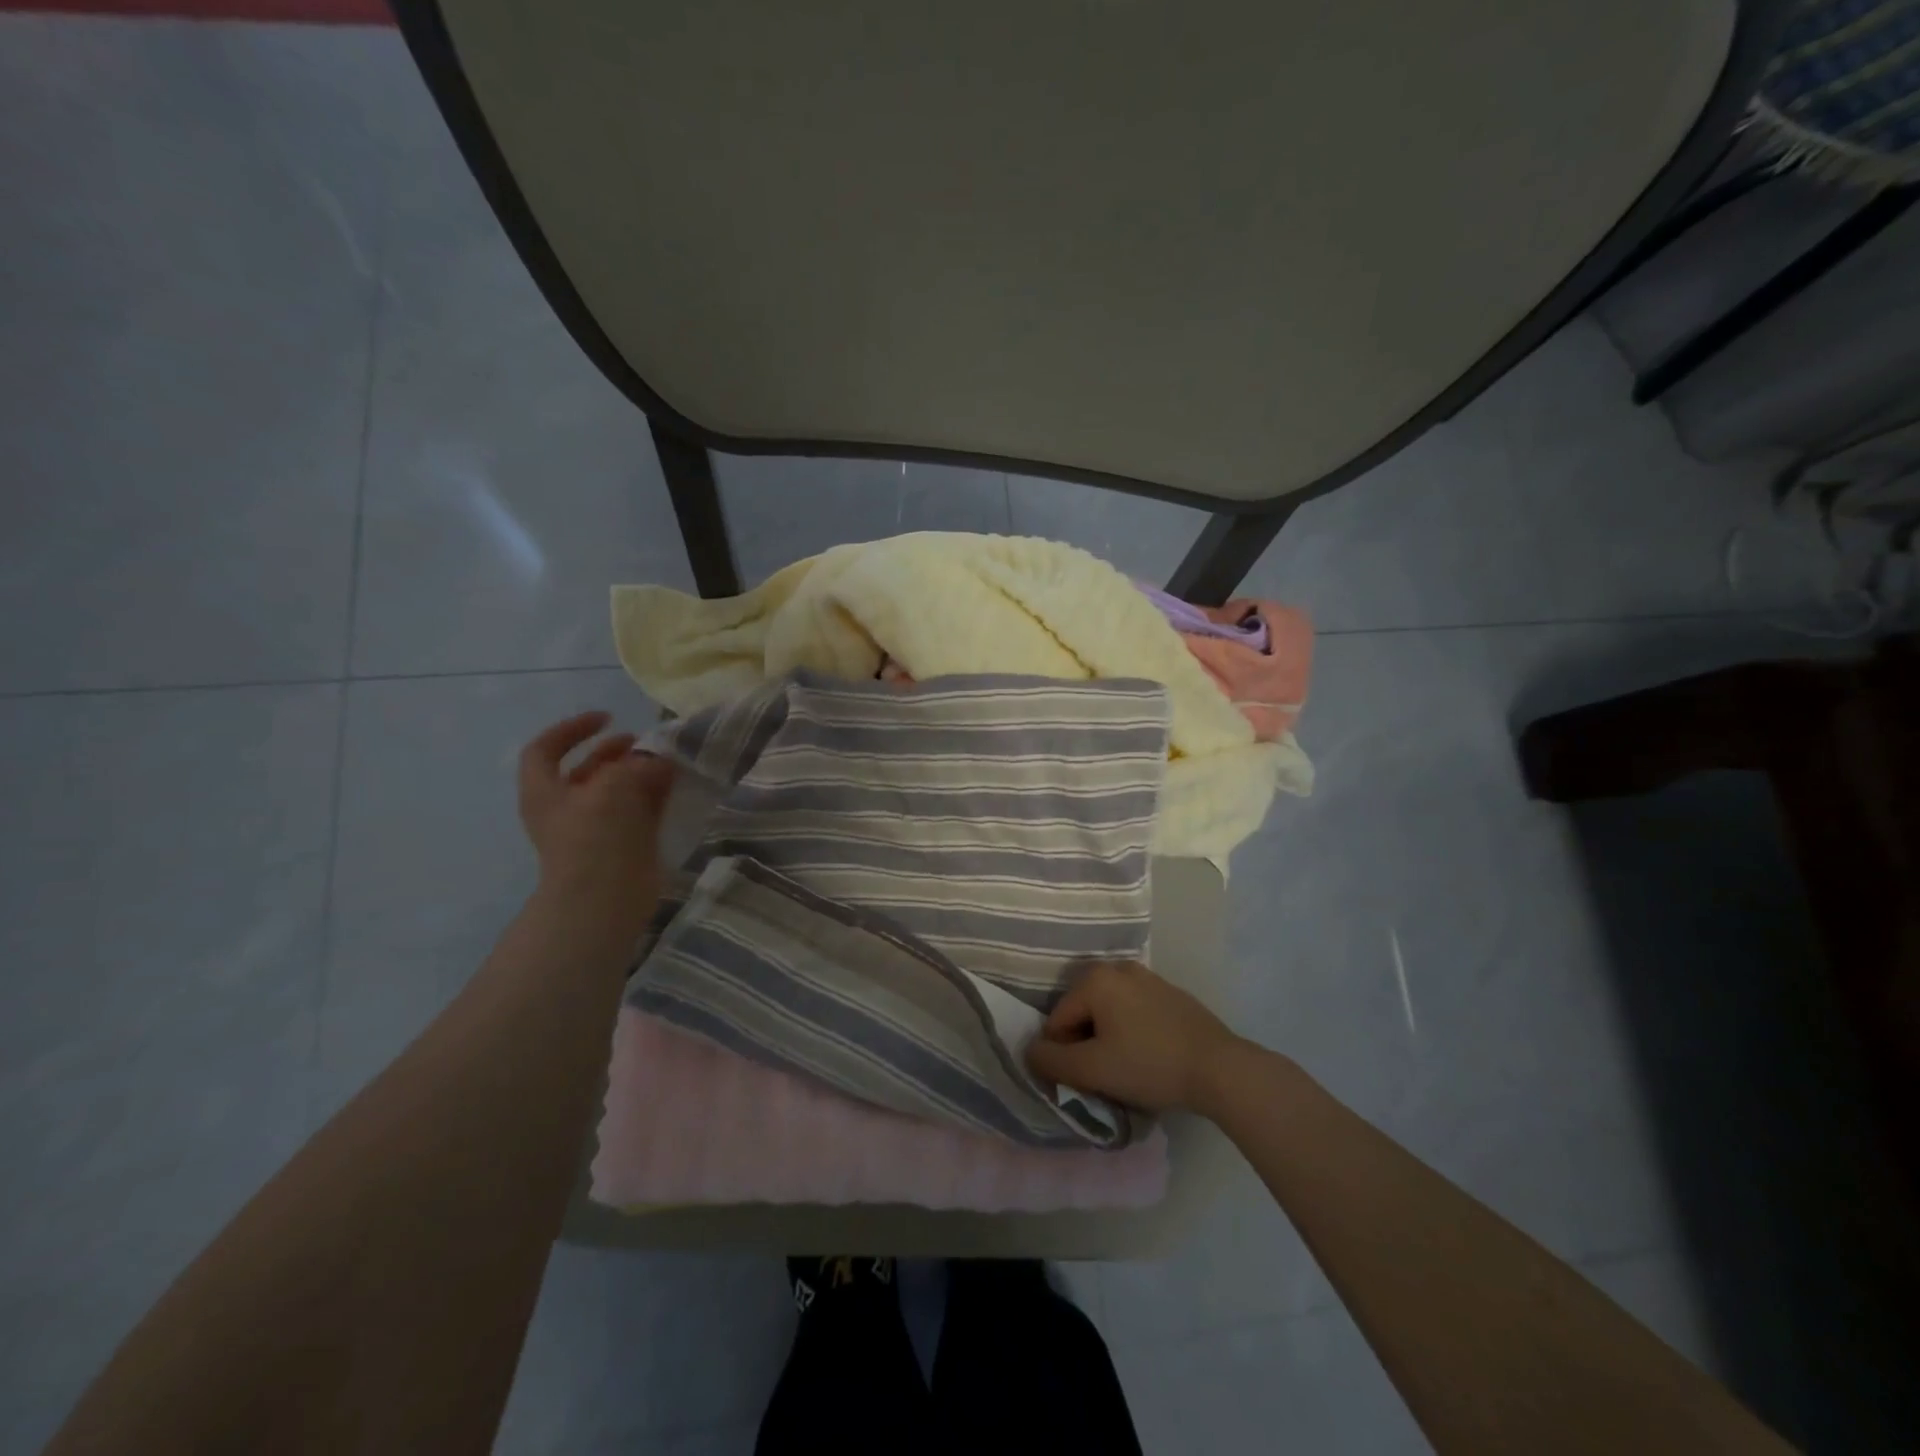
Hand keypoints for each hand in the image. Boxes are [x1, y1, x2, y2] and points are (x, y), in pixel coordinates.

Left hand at [517, 712, 675, 916]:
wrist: (604, 899)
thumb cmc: (595, 836)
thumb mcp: (612, 786)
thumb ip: (636, 765)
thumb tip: (658, 761)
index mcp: (545, 792)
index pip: (545, 749)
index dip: (572, 729)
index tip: (606, 718)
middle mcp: (567, 808)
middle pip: (587, 769)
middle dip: (614, 751)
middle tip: (643, 741)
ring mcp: (597, 828)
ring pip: (618, 790)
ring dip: (640, 772)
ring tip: (667, 759)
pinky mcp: (624, 844)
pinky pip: (640, 811)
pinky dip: (656, 795)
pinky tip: (676, 783)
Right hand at [1025, 960, 1240, 1113]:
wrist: (1220, 1068)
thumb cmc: (1149, 1065)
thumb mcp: (1093, 1070)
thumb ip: (1052, 1061)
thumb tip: (1029, 1051)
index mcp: (1096, 979)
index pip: (1057, 1020)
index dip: (1063, 1054)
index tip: (1086, 1079)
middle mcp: (1118, 968)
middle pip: (1083, 1012)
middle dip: (1086, 1043)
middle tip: (1106, 1075)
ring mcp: (1148, 977)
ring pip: (1110, 1013)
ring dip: (1109, 1039)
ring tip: (1128, 1069)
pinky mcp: (1171, 993)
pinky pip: (1135, 1012)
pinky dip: (1133, 1032)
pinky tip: (1150, 1057)